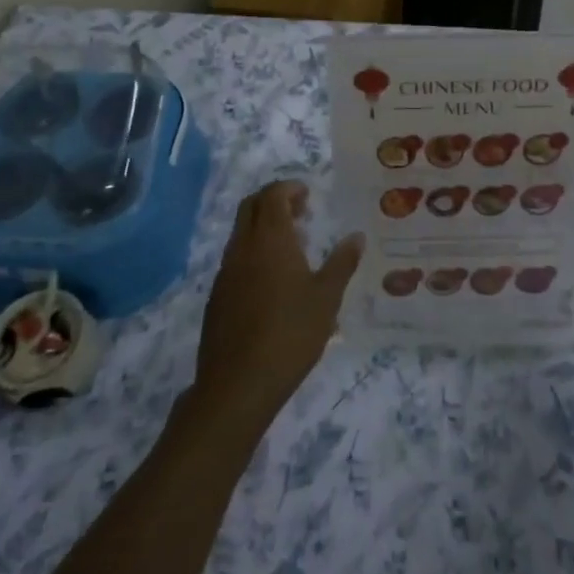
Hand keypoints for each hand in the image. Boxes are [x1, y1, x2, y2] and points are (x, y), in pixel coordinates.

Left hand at [192, 181, 362, 433]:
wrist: (237, 385)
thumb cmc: (290, 334)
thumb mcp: (327, 298)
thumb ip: (342, 263)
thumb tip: (356, 236)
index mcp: (270, 239)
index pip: (272, 195)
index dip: (289, 188)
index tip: (308, 195)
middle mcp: (243, 247)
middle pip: (251, 206)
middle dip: (273, 200)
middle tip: (300, 211)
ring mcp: (225, 271)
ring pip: (240, 232)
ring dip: (262, 226)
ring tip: (291, 246)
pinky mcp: (217, 296)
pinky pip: (235, 258)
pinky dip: (253, 251)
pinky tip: (272, 280)